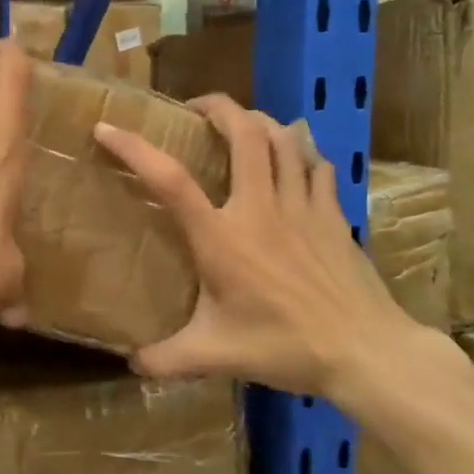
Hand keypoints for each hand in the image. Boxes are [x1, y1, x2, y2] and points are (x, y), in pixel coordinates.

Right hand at [92, 96, 423, 399]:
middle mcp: (259, 208)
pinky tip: (293, 159)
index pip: (170, 180)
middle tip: (196, 109)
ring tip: (242, 124)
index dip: (134, 148)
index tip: (107, 127)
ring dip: (260, 122)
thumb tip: (132, 365)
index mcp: (221, 237)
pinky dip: (300, 152)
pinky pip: (316, 166)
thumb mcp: (215, 356)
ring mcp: (302, 207)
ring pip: (284, 140)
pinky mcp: (333, 215)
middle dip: (218, 108)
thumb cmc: (284, 346)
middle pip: (244, 133)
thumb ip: (167, 360)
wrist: (366, 351)